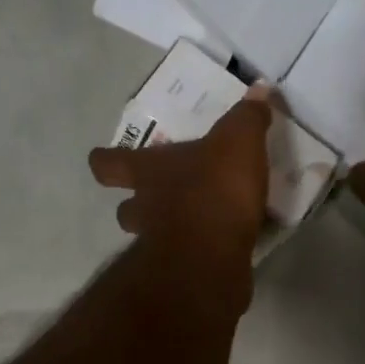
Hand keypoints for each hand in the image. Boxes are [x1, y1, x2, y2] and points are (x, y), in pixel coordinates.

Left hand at [89, 85, 273, 265]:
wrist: (212, 256)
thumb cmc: (214, 190)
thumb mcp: (238, 142)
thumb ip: (247, 117)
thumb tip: (260, 89)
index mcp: (149, 171)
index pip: (109, 164)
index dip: (105, 162)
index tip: (105, 161)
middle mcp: (145, 208)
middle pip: (126, 209)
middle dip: (136, 206)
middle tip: (158, 200)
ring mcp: (158, 246)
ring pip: (149, 238)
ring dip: (165, 231)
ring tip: (192, 225)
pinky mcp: (182, 274)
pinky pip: (184, 259)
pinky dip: (196, 254)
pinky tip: (218, 248)